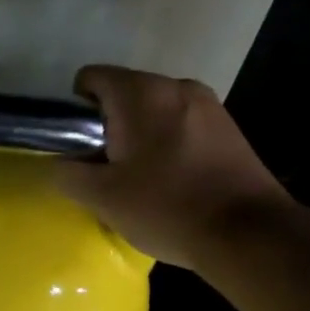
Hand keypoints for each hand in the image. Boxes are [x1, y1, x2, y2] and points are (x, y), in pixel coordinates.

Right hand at [54, 65, 292, 269]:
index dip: (76, 110)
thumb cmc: (167, 207)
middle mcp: (175, 85)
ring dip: (142, 136)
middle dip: (111, 126)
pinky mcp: (230, 127)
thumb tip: (61, 163)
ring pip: (156, 111)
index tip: (82, 148)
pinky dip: (171, 145)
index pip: (91, 78)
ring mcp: (208, 104)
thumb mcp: (103, 197)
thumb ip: (68, 174)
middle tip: (110, 171)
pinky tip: (176, 182)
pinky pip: (184, 125)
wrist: (248, 233)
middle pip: (125, 94)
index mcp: (140, 92)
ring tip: (145, 180)